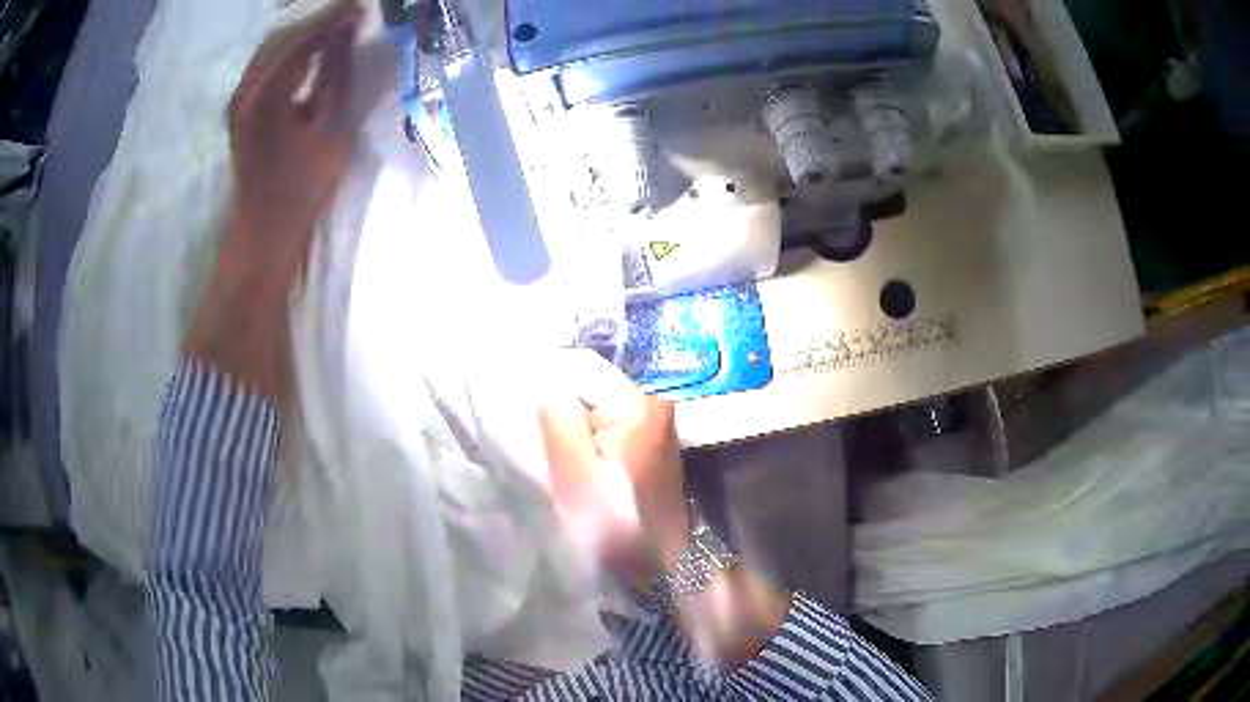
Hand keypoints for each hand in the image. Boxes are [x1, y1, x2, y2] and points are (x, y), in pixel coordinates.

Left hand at [226, 0, 362, 289]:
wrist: (265, 227)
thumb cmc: (303, 185)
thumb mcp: (331, 128)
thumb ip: (337, 76)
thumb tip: (345, 34)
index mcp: (266, 96)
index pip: (302, 39)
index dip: (333, 19)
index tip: (361, 8)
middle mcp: (245, 91)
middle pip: (281, 38)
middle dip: (317, 21)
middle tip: (350, 14)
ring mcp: (238, 100)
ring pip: (270, 49)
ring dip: (301, 34)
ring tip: (333, 28)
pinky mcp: (239, 109)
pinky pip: (263, 65)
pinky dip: (288, 51)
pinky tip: (308, 50)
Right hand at [537, 350, 689, 584]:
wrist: (661, 563)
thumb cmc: (615, 521)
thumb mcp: (575, 471)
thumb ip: (557, 417)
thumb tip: (541, 374)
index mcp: (638, 405)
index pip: (583, 366)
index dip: (547, 376)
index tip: (518, 397)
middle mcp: (653, 404)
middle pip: (593, 385)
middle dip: (560, 402)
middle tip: (533, 430)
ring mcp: (657, 424)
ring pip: (599, 405)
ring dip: (572, 421)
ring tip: (552, 447)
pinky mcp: (652, 444)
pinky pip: (611, 424)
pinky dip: (589, 435)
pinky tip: (576, 457)